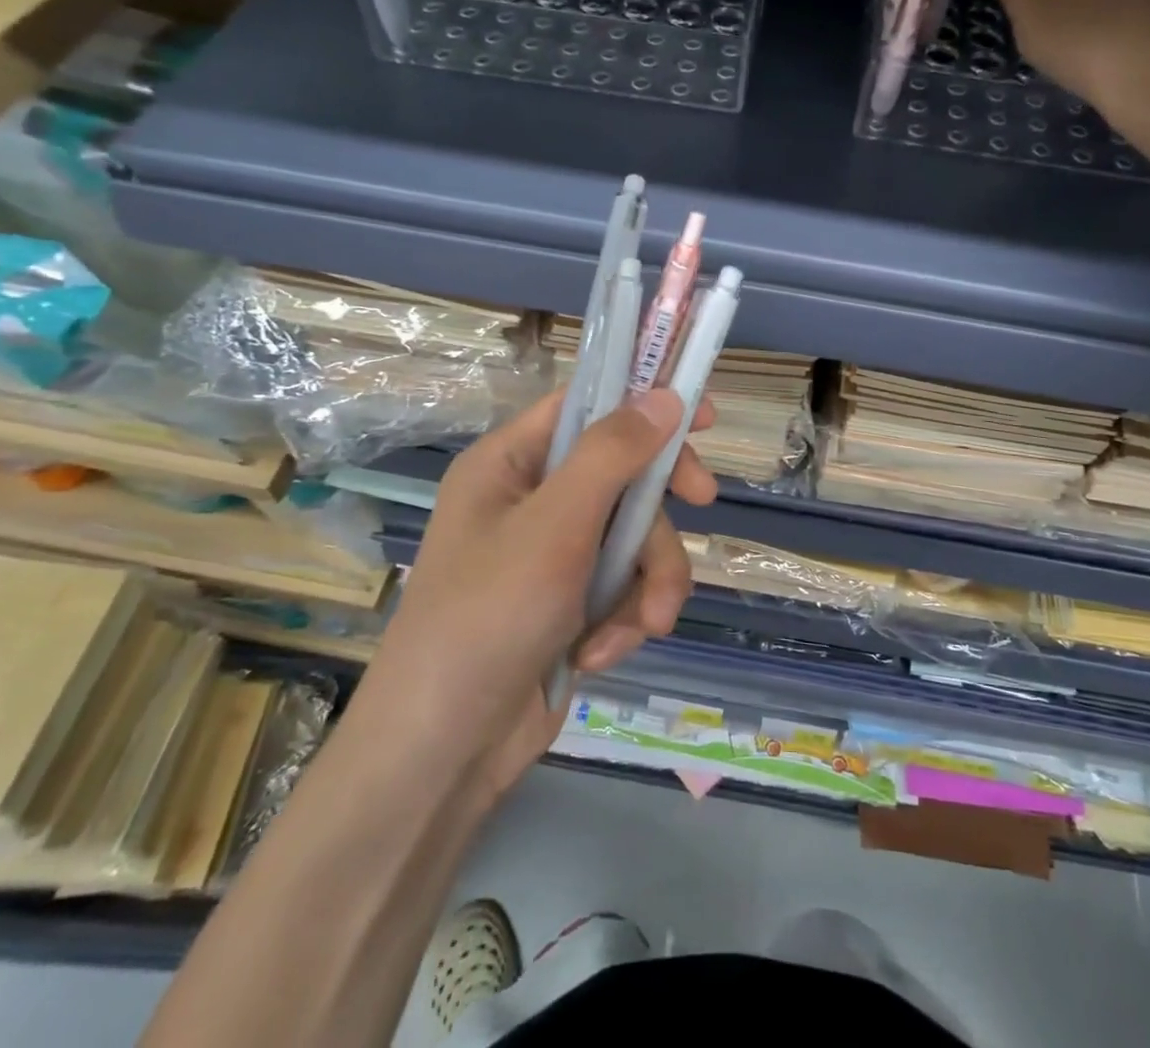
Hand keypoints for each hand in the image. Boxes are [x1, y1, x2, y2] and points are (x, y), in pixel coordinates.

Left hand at [353, 388, 716, 805]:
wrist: (445, 752)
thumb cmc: (488, 617)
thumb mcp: (555, 526)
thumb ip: (612, 455)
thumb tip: (664, 395)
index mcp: (510, 464)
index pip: (585, 408)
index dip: (642, 404)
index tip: (701, 415)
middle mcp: (532, 502)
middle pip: (623, 476)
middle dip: (657, 511)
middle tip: (704, 503)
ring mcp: (553, 556)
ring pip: (634, 539)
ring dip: (649, 581)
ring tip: (645, 624)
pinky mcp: (570, 605)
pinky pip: (623, 588)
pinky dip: (624, 618)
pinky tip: (601, 654)